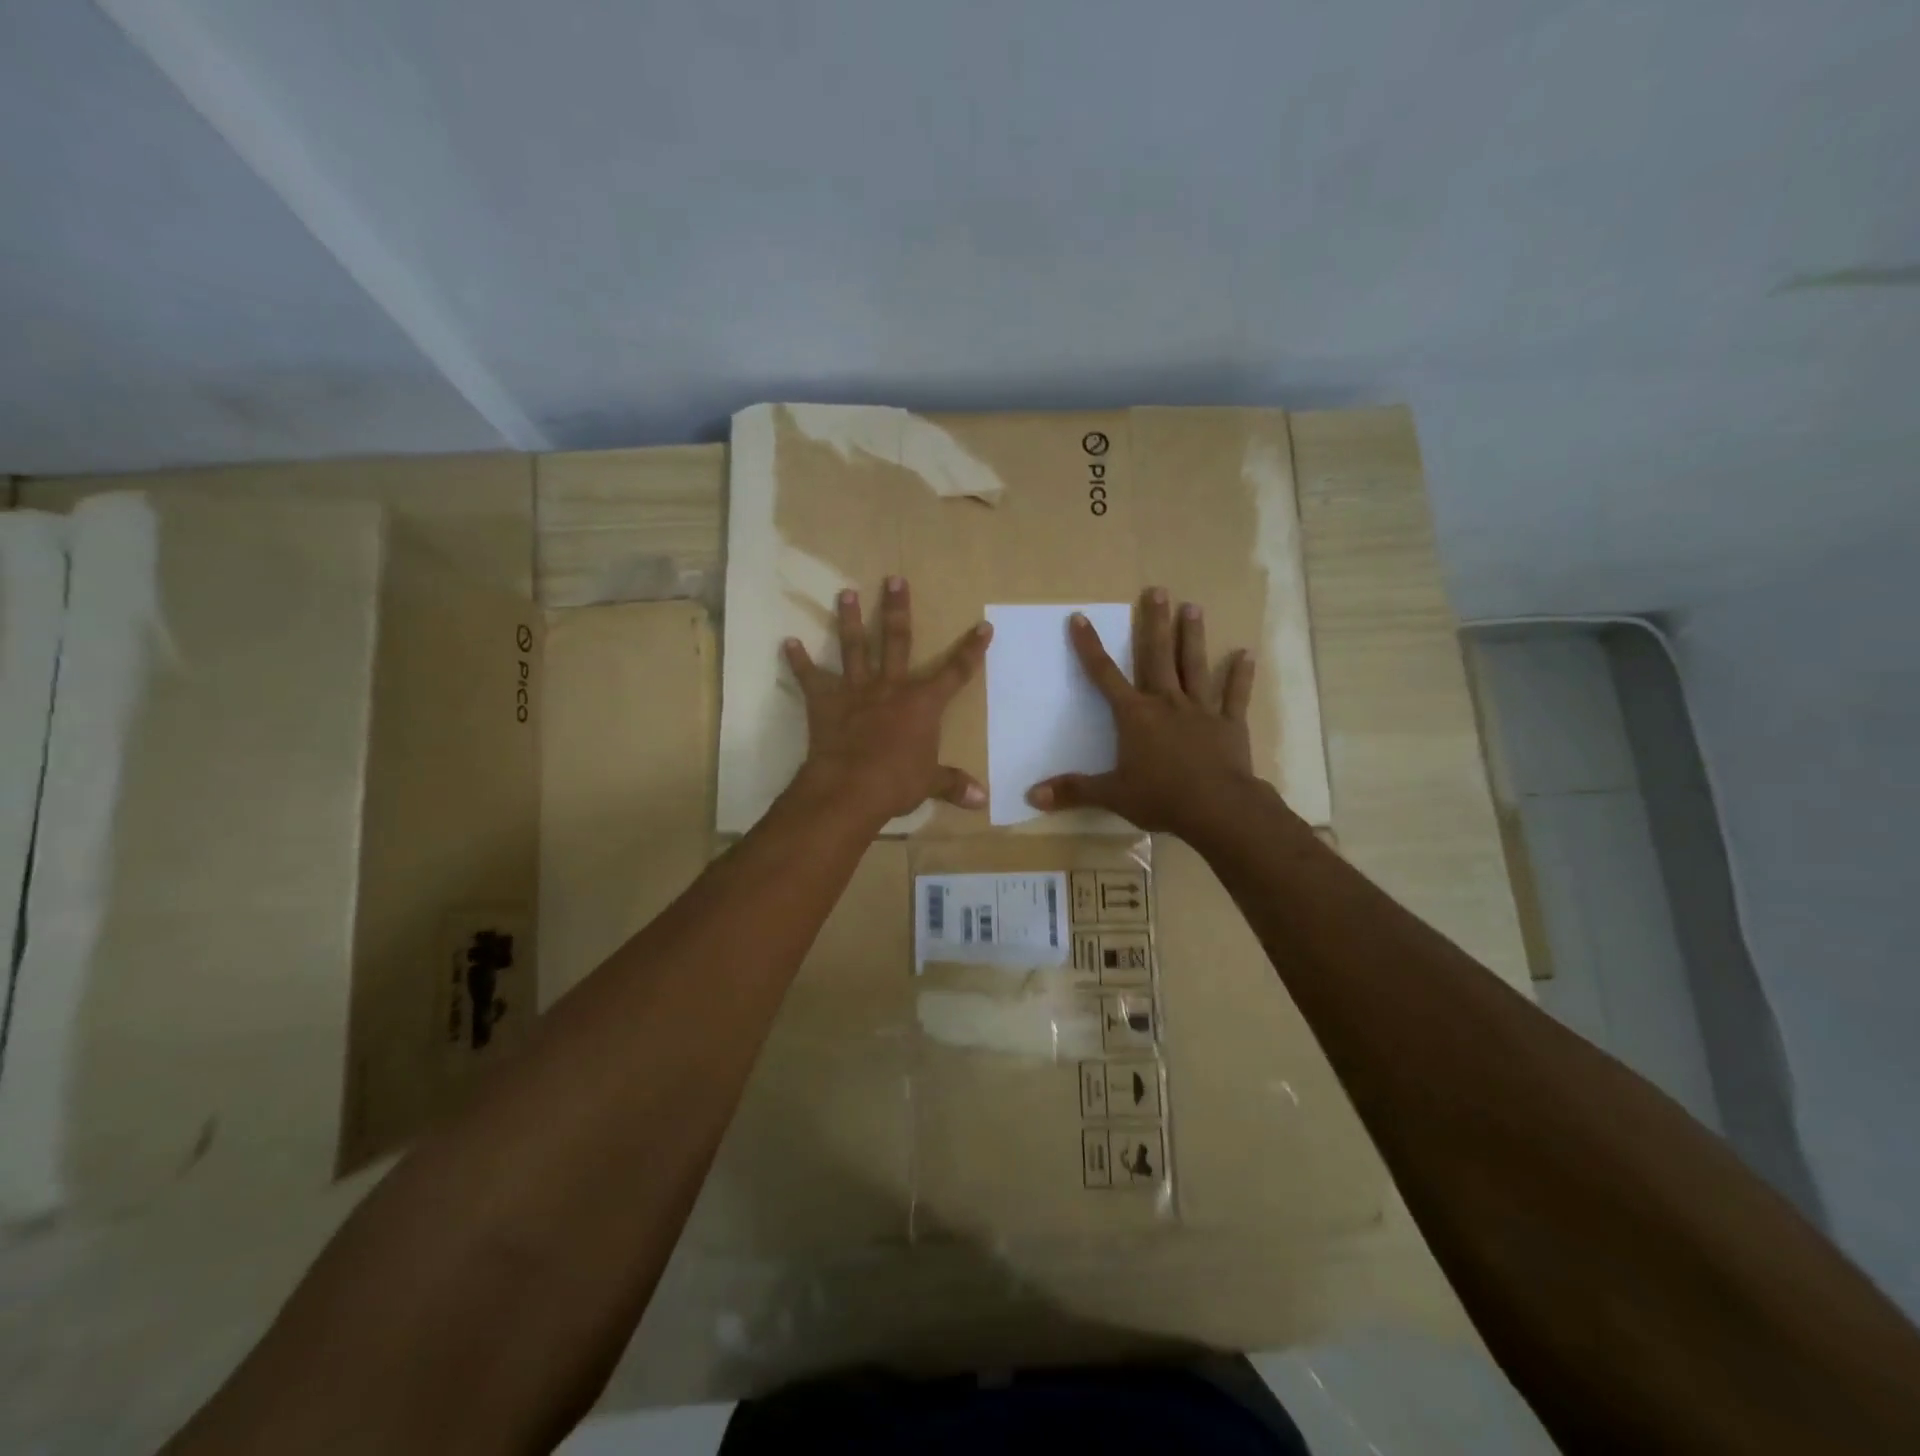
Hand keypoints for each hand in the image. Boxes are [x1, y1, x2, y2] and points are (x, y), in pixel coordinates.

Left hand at [783, 577, 991, 821]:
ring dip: (851, 620)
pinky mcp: (825, 702)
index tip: (983, 626)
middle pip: (897, 641)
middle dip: (897, 609)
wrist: (850, 788)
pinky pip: (810, 678)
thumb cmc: (896, 783)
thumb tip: (982, 800)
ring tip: (846, 593)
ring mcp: (856, 691)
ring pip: (854, 648)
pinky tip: (788, 643)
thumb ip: (953, 784)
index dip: (972, 651)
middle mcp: (890, 687)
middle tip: (893, 580)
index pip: (955, 672)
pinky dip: (798, 661)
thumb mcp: (929, 783)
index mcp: (922, 704)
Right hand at [1027, 588, 1261, 836]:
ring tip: (1194, 607)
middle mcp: (1167, 703)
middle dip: (1155, 623)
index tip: (1081, 618)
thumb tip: (1032, 796)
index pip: (1105, 675)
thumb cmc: (1160, 797)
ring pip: (1195, 666)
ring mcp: (1201, 710)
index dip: (1090, 647)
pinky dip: (1241, 675)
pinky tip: (1246, 653)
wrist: (1217, 808)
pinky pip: (1235, 695)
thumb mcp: (1112, 795)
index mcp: (1135, 716)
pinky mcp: (1230, 724)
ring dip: (1193, 636)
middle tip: (1158, 591)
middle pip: (1158, 656)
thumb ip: (1073, 791)